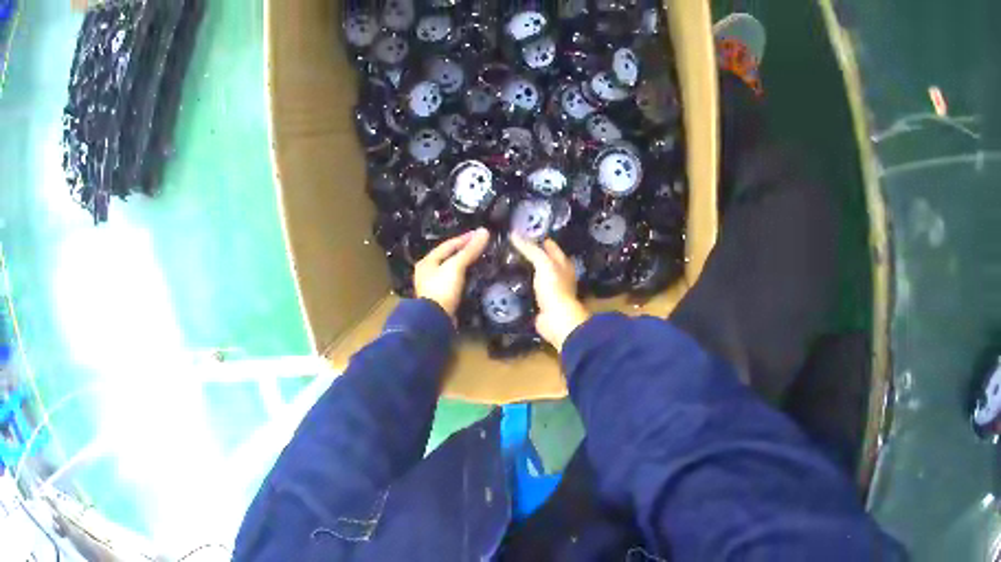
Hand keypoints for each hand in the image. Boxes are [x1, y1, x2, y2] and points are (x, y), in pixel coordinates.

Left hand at [414, 228, 490, 320]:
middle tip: (480, 246)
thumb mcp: (456, 266)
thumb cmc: (442, 289)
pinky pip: (453, 281)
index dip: (464, 238)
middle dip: (463, 251)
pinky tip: (472, 277)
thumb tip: (484, 231)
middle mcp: (427, 272)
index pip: (447, 245)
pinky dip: (463, 276)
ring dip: (463, 264)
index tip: (480, 234)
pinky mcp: (441, 298)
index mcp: (427, 262)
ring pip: (450, 269)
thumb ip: (469, 250)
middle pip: (448, 257)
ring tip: (478, 260)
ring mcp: (433, 286)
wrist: (435, 319)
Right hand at [510, 235, 590, 351]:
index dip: (540, 238)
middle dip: (530, 253)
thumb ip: (530, 249)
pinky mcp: (539, 302)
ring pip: (535, 275)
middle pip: (543, 260)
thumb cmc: (554, 288)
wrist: (556, 319)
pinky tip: (508, 280)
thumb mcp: (543, 264)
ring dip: (524, 269)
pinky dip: (520, 285)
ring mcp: (549, 289)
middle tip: (510, 246)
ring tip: (506, 261)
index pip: (551, 246)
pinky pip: (528, 289)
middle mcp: (558, 275)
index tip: (523, 231)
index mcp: (563, 264)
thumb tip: (513, 234)